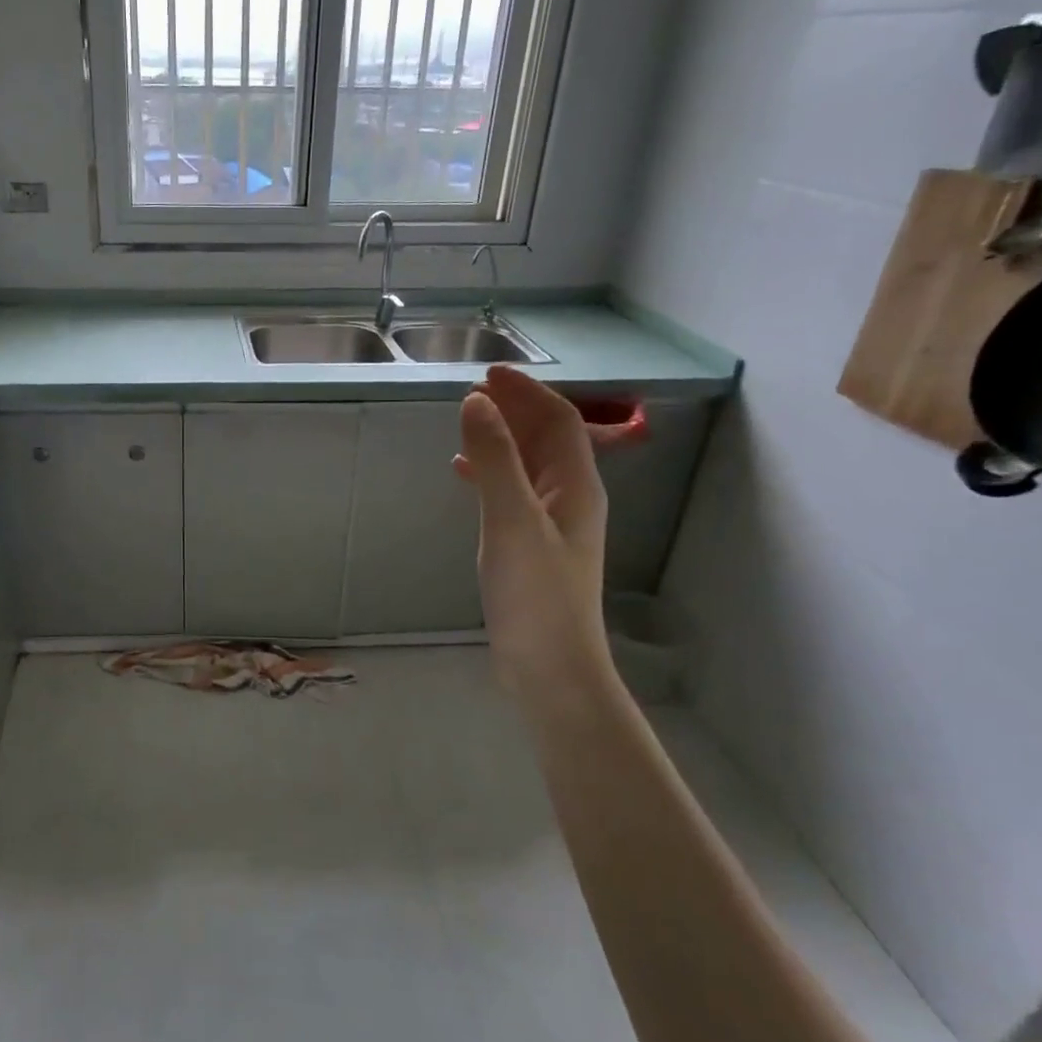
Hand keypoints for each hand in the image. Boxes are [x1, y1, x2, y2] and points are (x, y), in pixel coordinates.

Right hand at [455, 366, 616, 708]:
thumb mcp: (511, 520)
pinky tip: (465, 477)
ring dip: (502, 440)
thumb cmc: (535, 593)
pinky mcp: (532, 547)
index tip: (488, 373)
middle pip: (547, 440)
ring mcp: (552, 525)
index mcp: (576, 486)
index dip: (526, 393)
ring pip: (530, 466)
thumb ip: (494, 460)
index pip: (558, 421)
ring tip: (466, 426)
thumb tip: (476, 402)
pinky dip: (491, 475)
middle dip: (515, 411)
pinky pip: (514, 493)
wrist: (550, 667)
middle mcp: (571, 499)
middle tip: (474, 393)